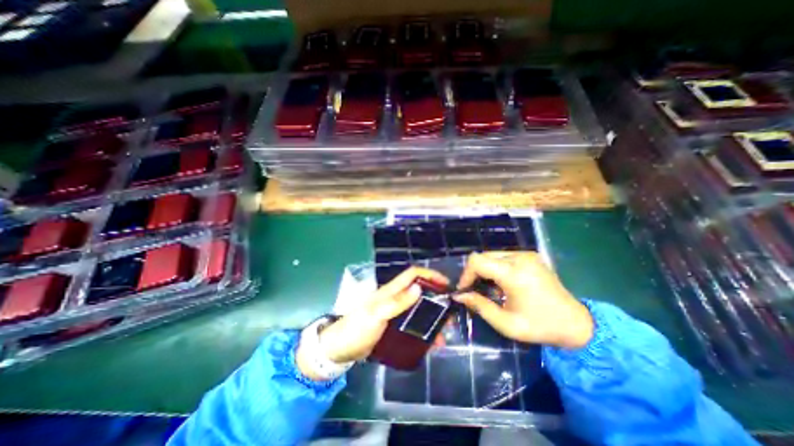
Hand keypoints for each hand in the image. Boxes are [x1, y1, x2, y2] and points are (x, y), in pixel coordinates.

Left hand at [296, 268, 449, 378]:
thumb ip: (397, 302)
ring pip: (418, 309)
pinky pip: (413, 325)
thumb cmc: (357, 328)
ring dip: (432, 317)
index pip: (412, 274)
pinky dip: (424, 331)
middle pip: (419, 291)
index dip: (429, 274)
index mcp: (390, 291)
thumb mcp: (376, 314)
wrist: (340, 350)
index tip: (446, 284)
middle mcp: (394, 298)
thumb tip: (419, 287)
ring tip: (445, 331)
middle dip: (436, 298)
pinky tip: (432, 343)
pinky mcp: (393, 327)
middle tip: (450, 313)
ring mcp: (394, 313)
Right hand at [450, 250, 591, 347]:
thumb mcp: (506, 323)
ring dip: (484, 269)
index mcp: (514, 274)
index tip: (464, 289)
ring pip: (492, 255)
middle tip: (474, 290)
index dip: (466, 274)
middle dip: (474, 272)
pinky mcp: (530, 256)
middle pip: (483, 255)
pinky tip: (501, 283)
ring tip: (488, 288)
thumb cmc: (540, 327)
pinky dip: (495, 267)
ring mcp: (526, 255)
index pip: (477, 261)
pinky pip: (503, 256)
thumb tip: (459, 295)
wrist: (577, 324)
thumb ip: (479, 306)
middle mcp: (519, 258)